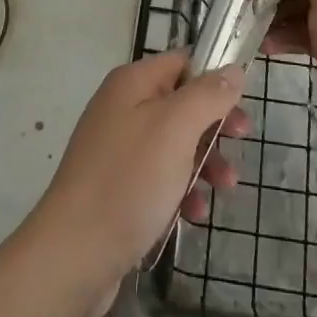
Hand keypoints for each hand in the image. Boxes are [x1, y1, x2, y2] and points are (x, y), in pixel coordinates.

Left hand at [27, 52, 249, 315]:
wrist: (73, 254)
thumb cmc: (129, 180)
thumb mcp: (176, 128)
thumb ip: (207, 95)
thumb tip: (232, 69)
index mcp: (132, 83)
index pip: (182, 61)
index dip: (214, 76)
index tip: (243, 102)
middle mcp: (122, 108)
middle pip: (181, 103)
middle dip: (214, 125)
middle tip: (241, 142)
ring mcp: (117, 149)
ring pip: (174, 144)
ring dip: (204, 162)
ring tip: (226, 187)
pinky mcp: (117, 188)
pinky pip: (159, 178)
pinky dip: (181, 191)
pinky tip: (194, 215)